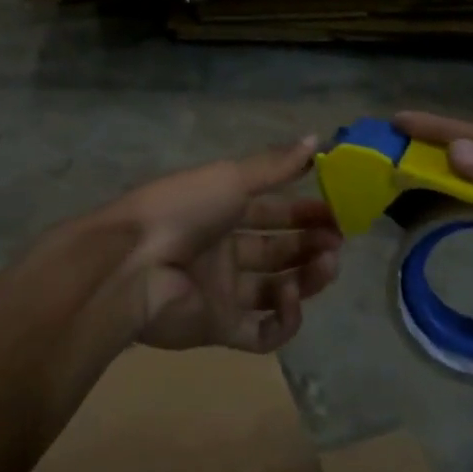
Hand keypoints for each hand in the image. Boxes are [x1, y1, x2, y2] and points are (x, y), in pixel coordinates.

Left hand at [88, 137, 343, 352]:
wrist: (134, 264)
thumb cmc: (183, 209)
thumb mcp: (230, 177)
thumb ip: (275, 165)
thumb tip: (316, 138)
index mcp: (220, 212)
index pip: (272, 212)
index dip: (305, 212)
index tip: (338, 211)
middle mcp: (222, 252)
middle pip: (278, 251)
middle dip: (311, 244)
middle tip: (337, 241)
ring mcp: (221, 292)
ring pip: (277, 290)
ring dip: (307, 278)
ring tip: (327, 264)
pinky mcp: (220, 329)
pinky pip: (262, 333)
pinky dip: (284, 319)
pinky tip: (290, 297)